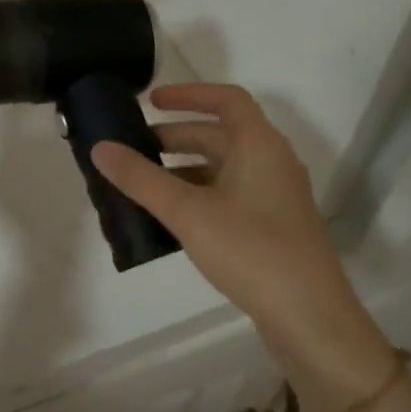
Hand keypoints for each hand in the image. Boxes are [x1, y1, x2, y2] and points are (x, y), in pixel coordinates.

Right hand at [91, 85, 389, 388]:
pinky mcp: (273, 226)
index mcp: (260, 145)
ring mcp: (275, 196)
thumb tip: (100, 148)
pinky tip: (172, 220)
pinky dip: (199, 195)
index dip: (188, 95)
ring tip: (144, 186)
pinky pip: (230, 195)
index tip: (150, 101)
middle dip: (176, 137)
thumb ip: (141, 179)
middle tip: (134, 149)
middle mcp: (272, 162)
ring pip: (224, 168)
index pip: (226, 99)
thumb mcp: (187, 212)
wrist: (310, 317)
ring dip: (184, 169)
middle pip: (221, 135)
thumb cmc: (250, 250)